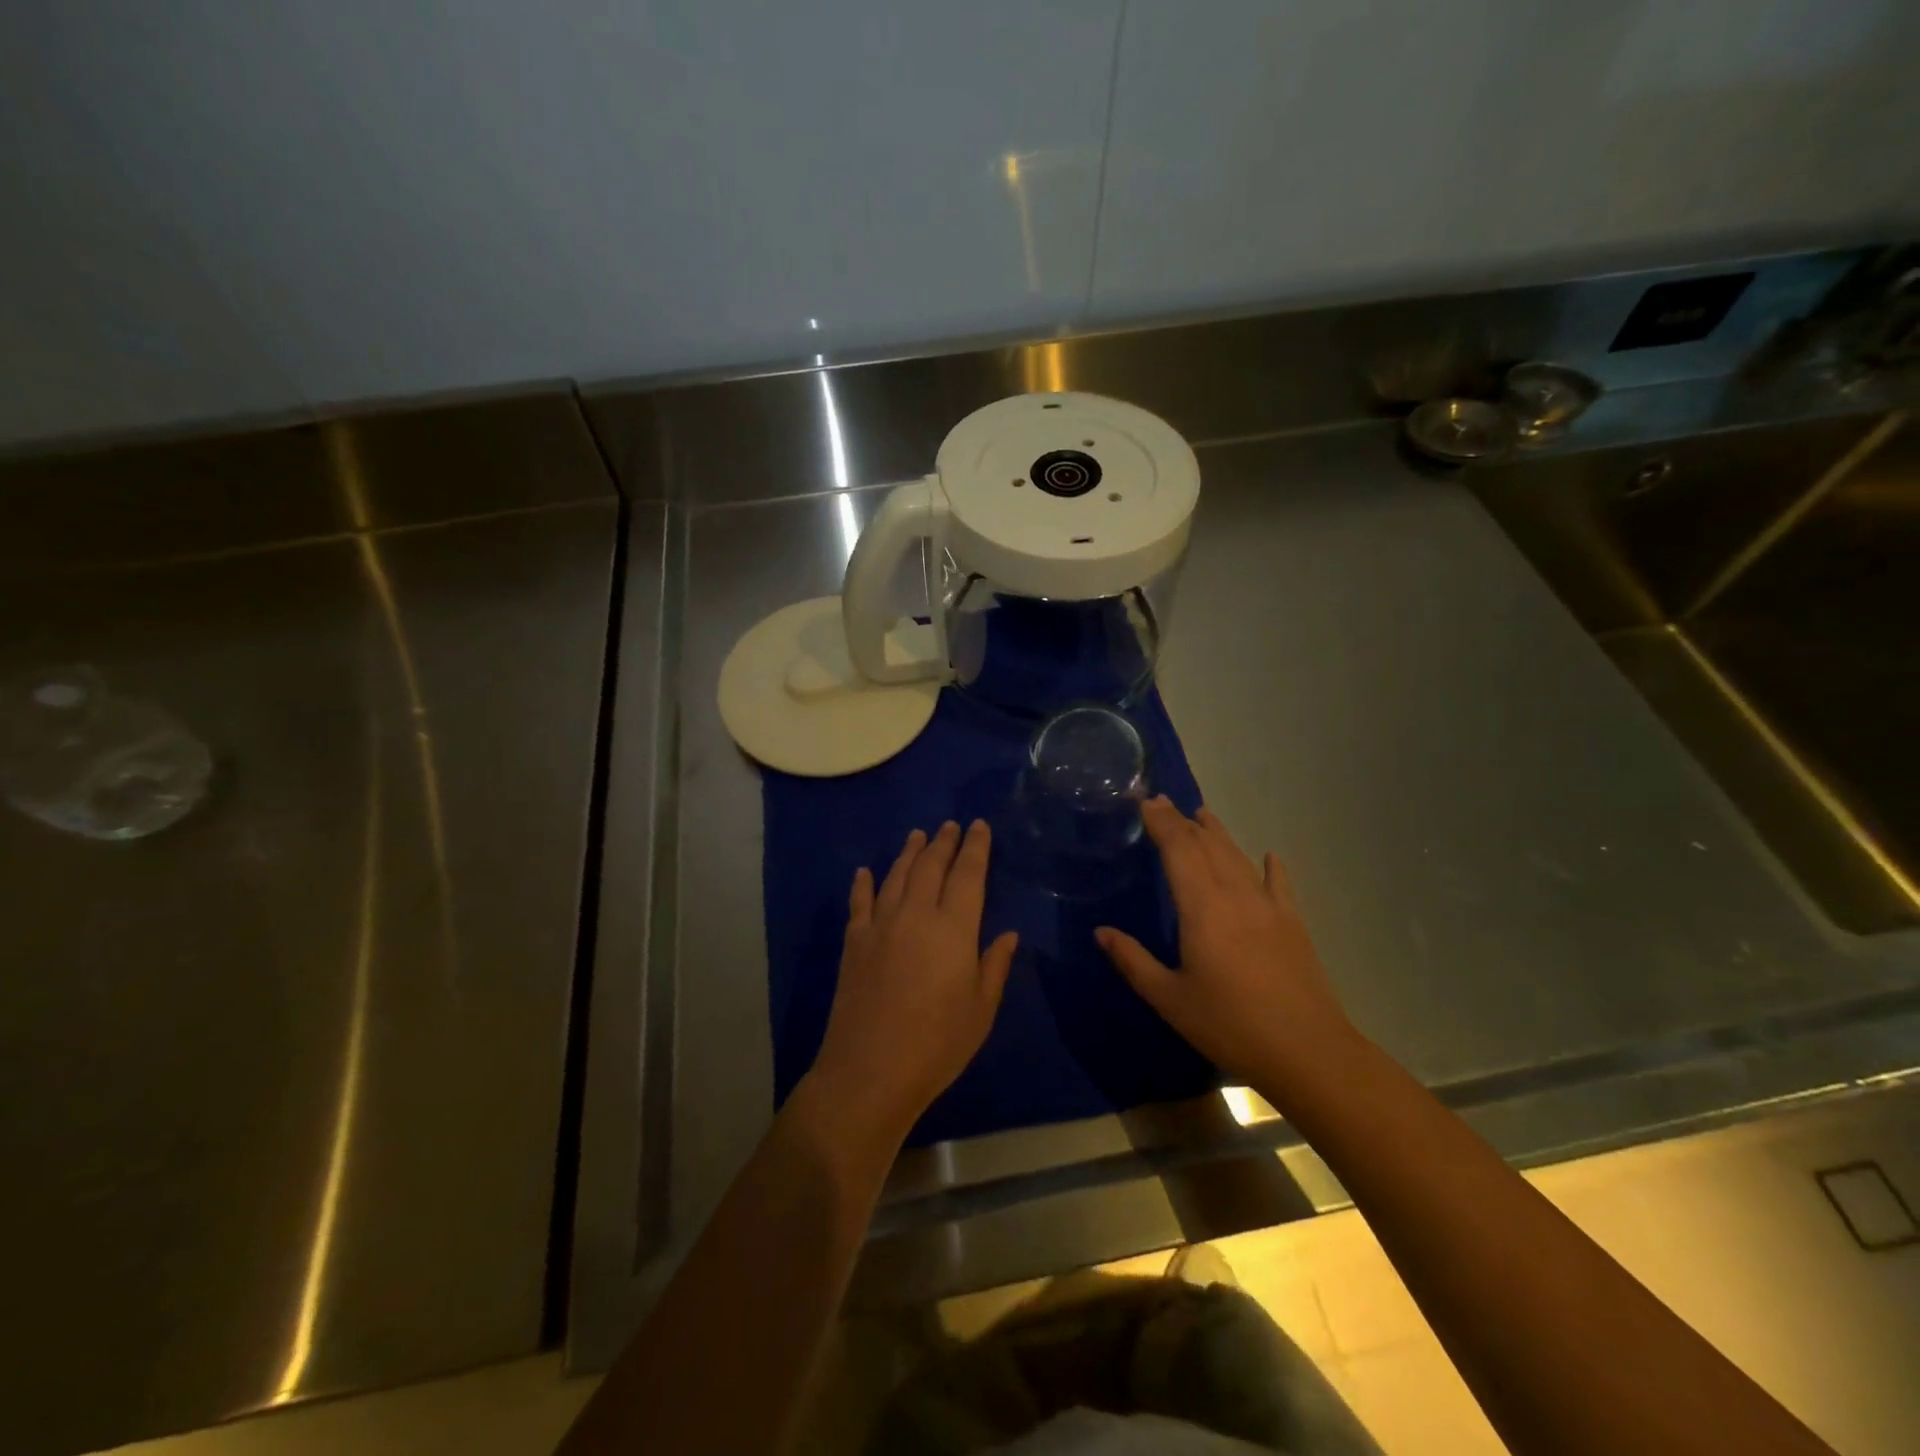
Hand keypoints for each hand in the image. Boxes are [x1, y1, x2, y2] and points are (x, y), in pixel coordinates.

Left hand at [807, 821, 1017, 1145]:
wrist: (870, 1070)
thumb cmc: (937, 1044)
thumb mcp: (981, 1010)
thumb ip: (995, 966)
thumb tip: (1009, 934)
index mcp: (954, 928)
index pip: (968, 874)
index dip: (975, 848)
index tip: (979, 826)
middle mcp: (916, 914)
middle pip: (931, 865)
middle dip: (943, 841)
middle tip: (951, 825)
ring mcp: (880, 924)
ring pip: (896, 875)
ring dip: (908, 852)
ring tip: (917, 835)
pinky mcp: (854, 941)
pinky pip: (859, 902)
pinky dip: (863, 883)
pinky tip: (864, 872)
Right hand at [1096, 798, 1359, 1094]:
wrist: (1307, 1052)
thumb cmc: (1229, 1025)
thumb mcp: (1170, 998)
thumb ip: (1133, 961)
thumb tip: (1100, 931)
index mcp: (1202, 907)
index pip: (1178, 848)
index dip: (1160, 821)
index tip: (1144, 801)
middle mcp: (1235, 894)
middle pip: (1207, 845)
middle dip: (1182, 821)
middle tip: (1161, 802)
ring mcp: (1268, 906)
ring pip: (1238, 856)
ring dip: (1217, 833)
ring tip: (1202, 814)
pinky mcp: (1292, 923)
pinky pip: (1279, 884)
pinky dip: (1269, 866)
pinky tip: (1269, 855)